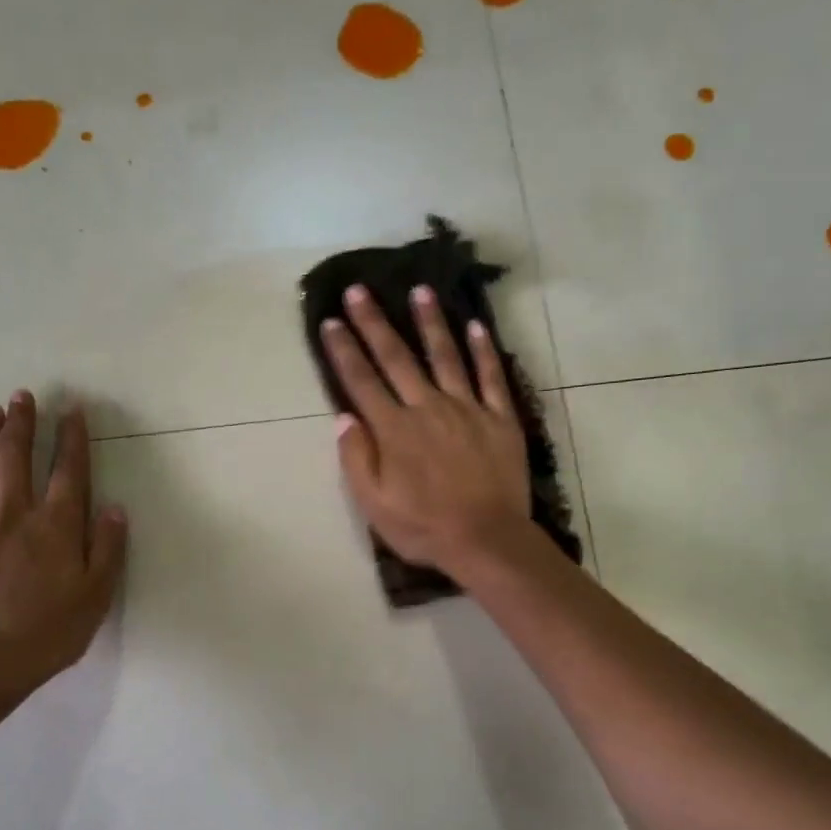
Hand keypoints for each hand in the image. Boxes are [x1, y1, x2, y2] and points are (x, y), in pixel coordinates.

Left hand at [0, 392, 126, 696]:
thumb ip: (107, 548)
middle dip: (22, 425)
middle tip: (23, 395)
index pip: (68, 472)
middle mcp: (14, 516)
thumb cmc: (51, 632)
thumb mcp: (97, 594)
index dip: (72, 439)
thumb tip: (113, 507)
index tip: (73, 409)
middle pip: (17, 460)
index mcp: (55, 526)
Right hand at [322, 283, 530, 574]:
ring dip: (430, 322)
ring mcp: (467, 409)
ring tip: (420, 290)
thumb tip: (343, 417)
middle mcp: (428, 408)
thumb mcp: (374, 505)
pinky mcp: (500, 419)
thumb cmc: (424, 527)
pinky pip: (491, 377)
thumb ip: (357, 458)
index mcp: (394, 430)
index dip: (344, 350)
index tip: (331, 322)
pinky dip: (484, 350)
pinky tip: (476, 326)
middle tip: (360, 290)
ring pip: (445, 355)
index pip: (362, 381)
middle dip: (375, 323)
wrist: (486, 539)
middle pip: (397, 358)